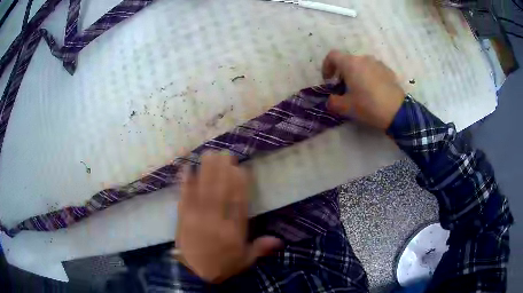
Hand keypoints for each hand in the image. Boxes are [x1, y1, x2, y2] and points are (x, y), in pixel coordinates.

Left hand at [176, 152, 281, 282]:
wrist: (194, 274)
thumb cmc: (222, 266)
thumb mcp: (245, 261)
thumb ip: (260, 248)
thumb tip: (280, 240)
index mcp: (233, 232)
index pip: (239, 204)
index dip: (240, 185)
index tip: (241, 168)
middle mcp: (215, 221)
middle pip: (220, 192)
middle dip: (223, 171)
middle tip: (225, 153)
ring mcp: (197, 218)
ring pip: (203, 190)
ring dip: (206, 171)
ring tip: (209, 154)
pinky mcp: (183, 217)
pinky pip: (184, 197)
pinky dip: (185, 182)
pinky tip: (186, 168)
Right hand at [322, 50, 405, 130]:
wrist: (397, 111)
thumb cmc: (368, 105)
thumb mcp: (345, 107)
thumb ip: (333, 102)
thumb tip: (330, 100)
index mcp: (350, 63)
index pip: (332, 56)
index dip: (326, 66)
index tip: (328, 80)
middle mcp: (363, 59)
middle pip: (347, 61)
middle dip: (342, 73)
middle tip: (343, 88)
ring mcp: (378, 63)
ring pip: (361, 65)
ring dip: (356, 74)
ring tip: (359, 90)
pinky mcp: (388, 70)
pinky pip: (373, 70)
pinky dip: (369, 77)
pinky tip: (373, 91)